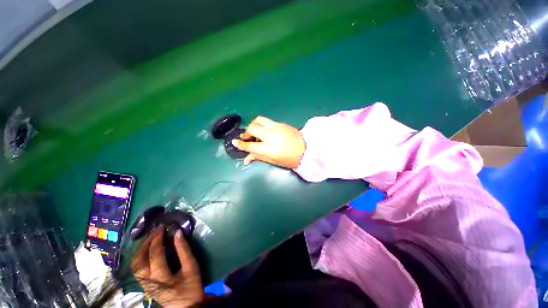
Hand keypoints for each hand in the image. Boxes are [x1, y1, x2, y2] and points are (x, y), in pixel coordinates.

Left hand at [131, 226, 203, 307]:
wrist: (185, 307)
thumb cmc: (191, 287)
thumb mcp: (192, 267)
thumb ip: (184, 250)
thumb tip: (178, 233)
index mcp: (161, 277)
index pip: (155, 254)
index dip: (158, 239)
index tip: (163, 227)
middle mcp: (148, 281)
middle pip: (139, 259)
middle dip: (146, 242)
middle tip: (155, 230)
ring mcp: (144, 284)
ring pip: (135, 265)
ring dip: (141, 249)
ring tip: (151, 238)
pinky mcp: (145, 285)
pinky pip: (138, 268)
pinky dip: (141, 256)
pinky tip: (148, 250)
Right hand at [232, 116, 305, 168]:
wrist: (307, 150)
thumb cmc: (290, 159)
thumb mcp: (273, 161)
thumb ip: (258, 157)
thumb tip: (246, 159)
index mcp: (269, 148)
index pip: (250, 145)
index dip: (241, 144)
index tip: (235, 142)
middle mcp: (271, 135)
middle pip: (252, 128)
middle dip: (246, 133)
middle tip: (247, 137)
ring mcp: (276, 127)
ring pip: (259, 120)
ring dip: (253, 124)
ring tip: (255, 131)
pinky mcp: (281, 123)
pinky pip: (268, 121)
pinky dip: (263, 125)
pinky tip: (266, 131)